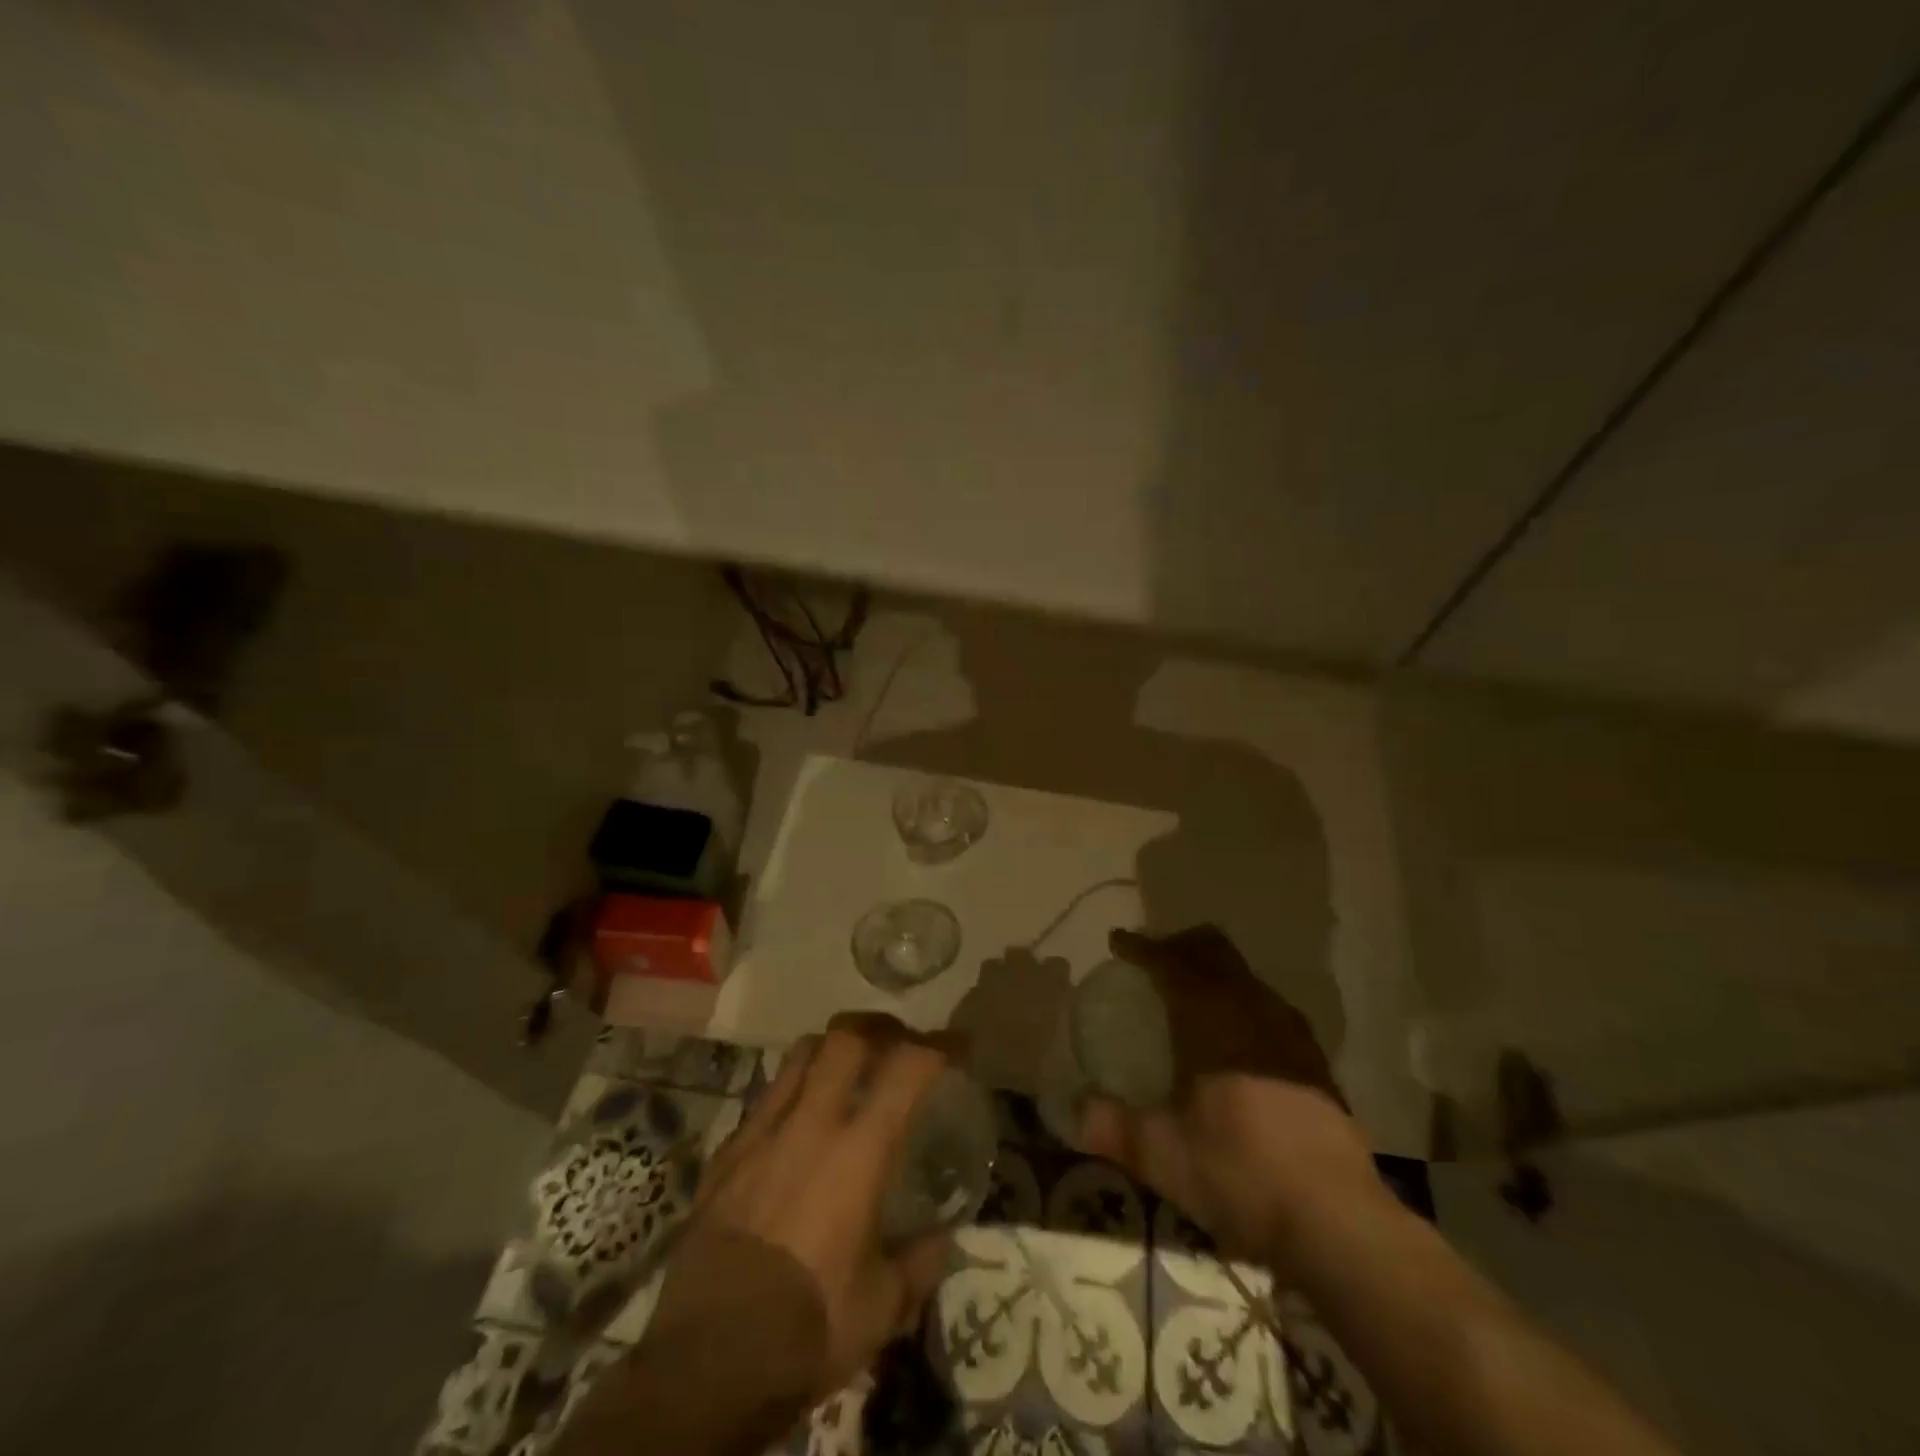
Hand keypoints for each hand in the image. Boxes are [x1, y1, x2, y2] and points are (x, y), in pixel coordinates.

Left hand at [671, 1015, 953, 1395]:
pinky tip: (796, 1126)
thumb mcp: (882, 1309)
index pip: (907, 1068)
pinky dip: (790, 1093)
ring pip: (799, 1056)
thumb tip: (942, 1238)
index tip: (957, 1045)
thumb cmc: (807, 1329)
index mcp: (858, 1153)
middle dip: (877, 1028)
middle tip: (895, 1043)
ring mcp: (761, 1133)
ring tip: (846, 1068)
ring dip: (830, 1050)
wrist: (705, 1362)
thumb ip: (920, 1263)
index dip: (939, 1045)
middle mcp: (810, 1125)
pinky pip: (765, 1099)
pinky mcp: (726, 1154)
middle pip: (845, 1038)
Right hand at [1077, 926, 1376, 1271]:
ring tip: (1190, 1000)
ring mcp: (1290, 1032)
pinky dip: (1241, 1005)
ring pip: (1245, 977)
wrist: (1334, 1218)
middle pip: (1214, 951)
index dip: (1141, 947)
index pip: (1169, 961)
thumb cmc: (1235, 1170)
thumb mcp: (1158, 1153)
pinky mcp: (1315, 1061)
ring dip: (1214, 974)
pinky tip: (1235, 1043)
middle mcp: (1251, 1007)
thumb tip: (1074, 1113)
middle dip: (1180, 946)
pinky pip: (1268, 1007)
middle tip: (1153, 961)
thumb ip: (1110, 1127)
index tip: (1118, 942)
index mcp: (1209, 1015)